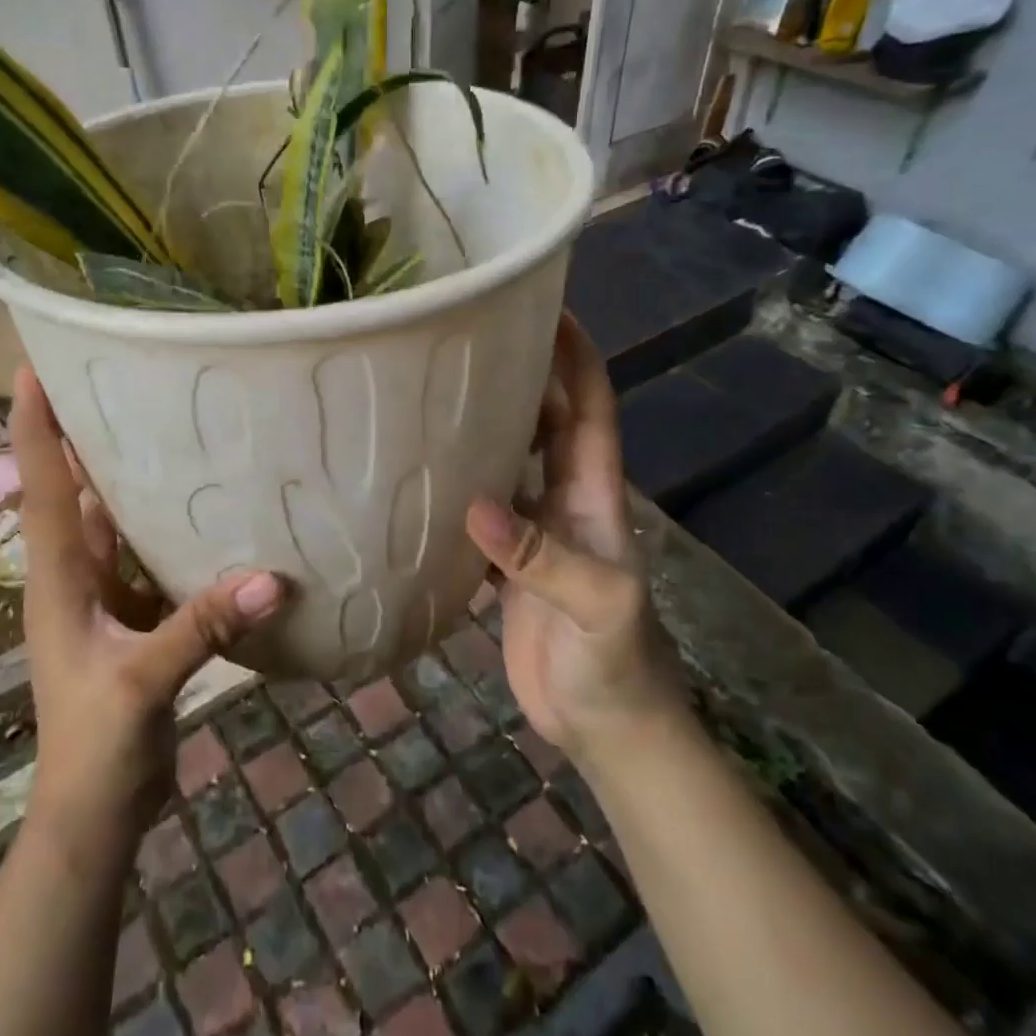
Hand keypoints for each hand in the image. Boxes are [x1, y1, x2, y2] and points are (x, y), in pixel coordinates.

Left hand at [9, 368, 285, 837]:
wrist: (96, 812)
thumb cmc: (96, 745)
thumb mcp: (142, 682)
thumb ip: (201, 627)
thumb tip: (272, 577)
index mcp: (58, 580)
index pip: (42, 488)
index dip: (35, 428)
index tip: (32, 367)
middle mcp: (74, 577)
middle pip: (73, 492)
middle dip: (85, 437)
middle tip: (117, 379)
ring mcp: (103, 599)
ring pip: (113, 522)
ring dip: (130, 480)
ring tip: (166, 427)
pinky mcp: (134, 619)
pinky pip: (148, 558)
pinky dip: (168, 530)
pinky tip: (205, 509)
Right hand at [463, 314, 683, 766]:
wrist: (607, 729)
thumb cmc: (616, 664)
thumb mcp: (596, 608)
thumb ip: (541, 558)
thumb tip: (476, 506)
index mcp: (594, 494)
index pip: (590, 406)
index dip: (576, 355)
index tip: (547, 306)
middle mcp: (564, 500)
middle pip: (545, 420)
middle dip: (523, 372)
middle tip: (470, 334)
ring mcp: (534, 531)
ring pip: (509, 459)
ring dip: (484, 423)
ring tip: (434, 387)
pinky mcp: (506, 565)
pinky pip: (479, 509)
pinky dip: (456, 484)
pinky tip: (418, 471)